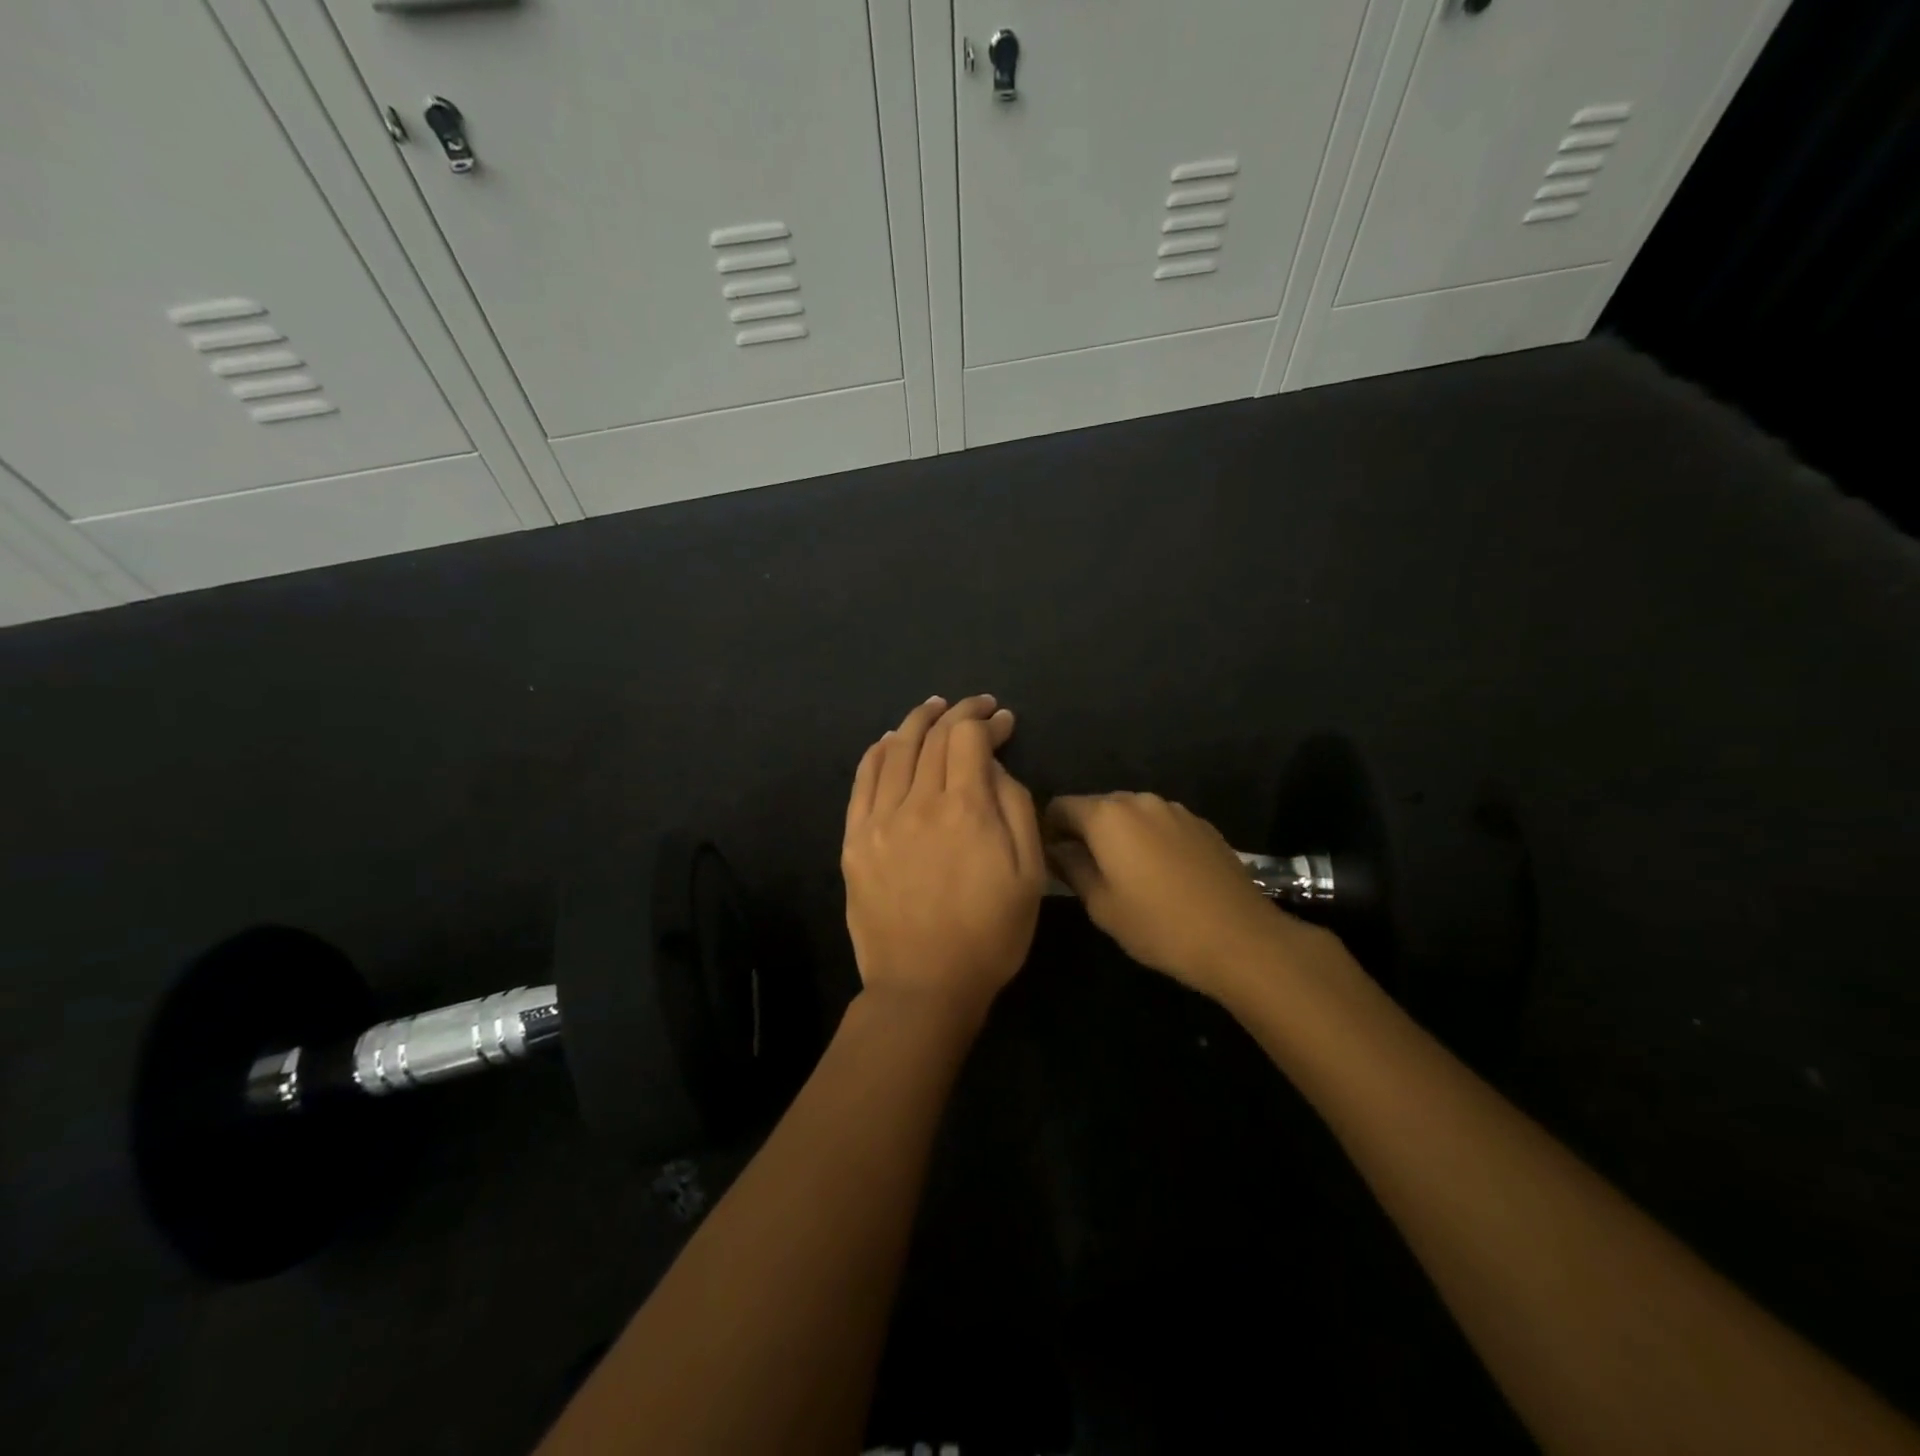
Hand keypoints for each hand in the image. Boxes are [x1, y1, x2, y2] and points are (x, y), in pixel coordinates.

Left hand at [842, 695, 1045, 1022]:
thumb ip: (1016, 808)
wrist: (924, 986)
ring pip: (895, 750)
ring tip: (933, 707)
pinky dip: (877, 752)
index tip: (1002, 720)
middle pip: (932, 737)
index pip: (969, 739)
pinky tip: (888, 741)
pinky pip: (862, 781)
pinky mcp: (855, 839)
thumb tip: (994, 767)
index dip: (986, 721)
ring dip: (916, 722)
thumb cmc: (990, 935)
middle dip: (957, 713)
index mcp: (965, 809)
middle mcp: (917, 802)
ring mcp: (879, 820)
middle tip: (974, 706)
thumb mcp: (1029, 874)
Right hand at [1044, 793, 1305, 999]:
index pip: (1060, 806)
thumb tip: (1056, 850)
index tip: (1052, 859)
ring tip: (1126, 875)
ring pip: (1131, 815)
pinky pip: (1161, 824)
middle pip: (1097, 807)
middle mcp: (1139, 800)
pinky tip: (1162, 876)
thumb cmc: (1159, 926)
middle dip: (1085, 832)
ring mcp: (1175, 810)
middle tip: (1085, 871)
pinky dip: (1150, 841)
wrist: (1241, 938)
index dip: (1049, 830)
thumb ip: (1072, 868)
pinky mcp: (1201, 825)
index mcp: (1107, 816)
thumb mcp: (1102, 905)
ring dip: (1120, 836)